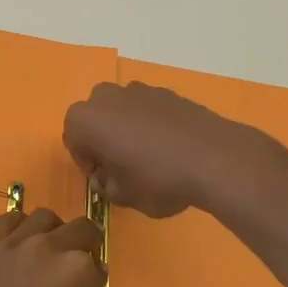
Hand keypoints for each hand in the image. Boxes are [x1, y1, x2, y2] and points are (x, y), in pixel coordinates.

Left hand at [0, 209, 108, 286]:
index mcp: (74, 273)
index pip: (97, 266)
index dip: (95, 281)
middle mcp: (46, 248)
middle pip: (78, 229)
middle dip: (84, 244)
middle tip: (77, 263)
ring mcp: (11, 243)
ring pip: (42, 218)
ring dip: (52, 231)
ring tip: (46, 250)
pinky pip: (6, 220)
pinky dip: (18, 227)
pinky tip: (16, 244)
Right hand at [63, 81, 272, 217]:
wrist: (214, 158)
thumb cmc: (157, 179)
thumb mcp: (123, 196)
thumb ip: (107, 187)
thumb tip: (109, 179)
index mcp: (85, 120)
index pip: (73, 143)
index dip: (88, 165)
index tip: (106, 181)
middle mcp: (105, 97)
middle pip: (95, 121)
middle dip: (104, 142)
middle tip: (123, 168)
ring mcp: (138, 90)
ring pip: (121, 112)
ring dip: (126, 131)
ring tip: (149, 158)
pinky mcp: (166, 92)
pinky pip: (147, 110)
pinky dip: (150, 125)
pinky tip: (170, 148)